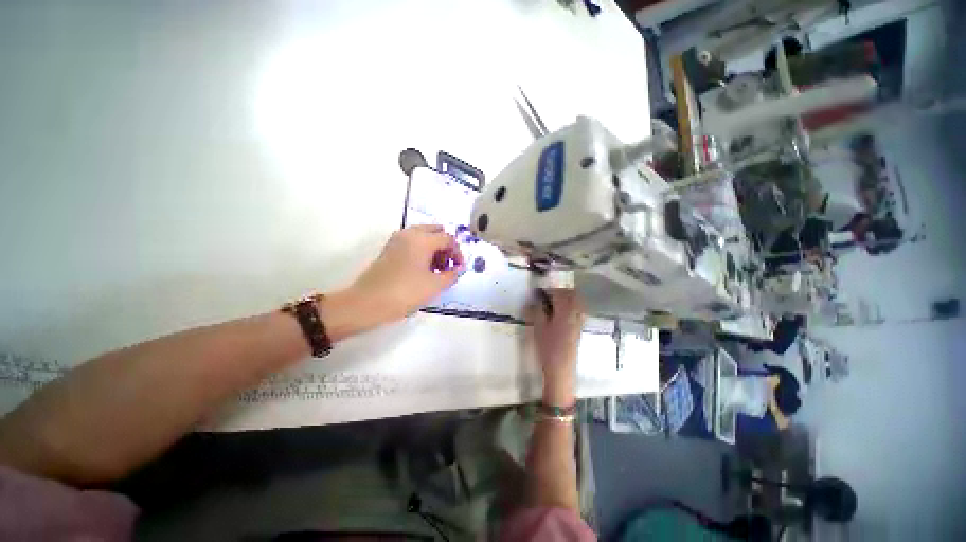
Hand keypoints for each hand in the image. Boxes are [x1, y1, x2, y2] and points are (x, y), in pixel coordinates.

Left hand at [348, 225, 464, 324]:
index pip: (448, 239)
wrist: (366, 303)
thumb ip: (452, 275)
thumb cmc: (404, 293)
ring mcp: (397, 240)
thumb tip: (459, 269)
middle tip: (447, 266)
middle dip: (445, 247)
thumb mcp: (435, 286)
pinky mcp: (389, 249)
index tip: (459, 269)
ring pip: (423, 236)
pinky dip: (422, 251)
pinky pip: (412, 243)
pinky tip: (422, 271)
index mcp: (422, 239)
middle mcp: (409, 234)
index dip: (458, 253)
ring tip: (436, 271)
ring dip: (434, 249)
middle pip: (435, 232)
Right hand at [531, 289, 584, 405]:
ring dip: (567, 298)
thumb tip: (536, 300)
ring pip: (577, 302)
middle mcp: (575, 314)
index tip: (540, 291)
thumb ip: (537, 311)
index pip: (559, 293)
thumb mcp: (538, 328)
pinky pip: (579, 311)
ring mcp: (579, 322)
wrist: (561, 369)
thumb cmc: (547, 348)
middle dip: (560, 291)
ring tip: (555, 302)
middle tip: (548, 294)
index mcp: (564, 312)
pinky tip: (562, 313)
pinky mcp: (579, 329)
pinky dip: (571, 306)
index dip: (550, 289)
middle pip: (572, 295)